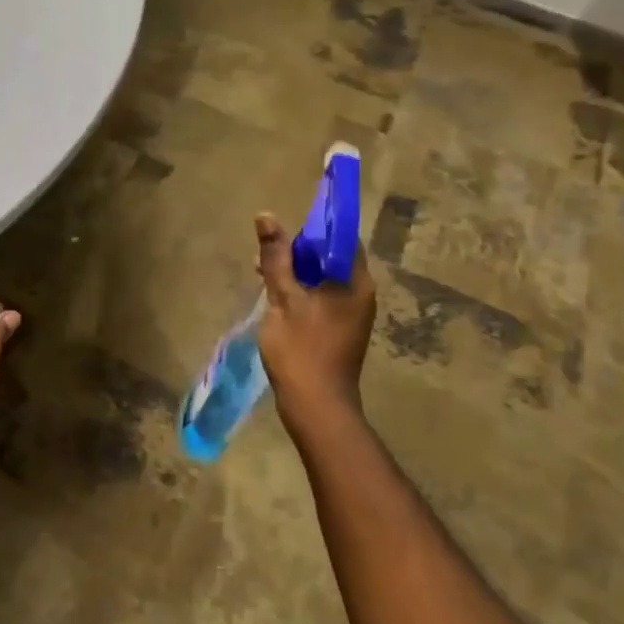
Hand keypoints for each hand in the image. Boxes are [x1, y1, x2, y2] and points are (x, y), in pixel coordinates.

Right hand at [254, 212, 374, 422]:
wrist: (316, 407)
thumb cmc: (301, 349)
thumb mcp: (282, 299)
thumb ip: (276, 257)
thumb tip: (267, 216)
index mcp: (355, 282)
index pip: (341, 238)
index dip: (315, 226)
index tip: (286, 227)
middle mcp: (361, 294)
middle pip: (331, 257)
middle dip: (299, 250)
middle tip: (267, 251)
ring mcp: (352, 314)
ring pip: (323, 279)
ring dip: (296, 271)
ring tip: (262, 272)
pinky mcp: (341, 330)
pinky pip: (322, 297)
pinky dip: (301, 291)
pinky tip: (275, 296)